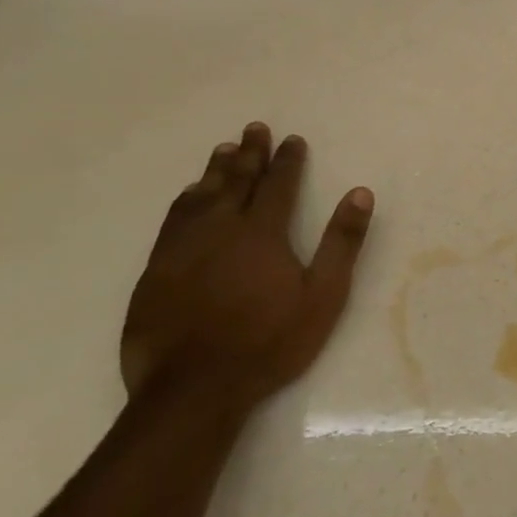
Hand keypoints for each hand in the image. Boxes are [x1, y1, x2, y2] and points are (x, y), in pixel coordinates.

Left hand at [121, 123, 374, 418]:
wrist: (194, 387)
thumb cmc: (270, 341)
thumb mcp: (323, 295)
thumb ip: (342, 242)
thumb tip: (360, 193)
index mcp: (262, 233)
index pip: (278, 185)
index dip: (288, 160)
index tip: (293, 139)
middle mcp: (220, 229)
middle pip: (237, 181)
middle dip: (250, 153)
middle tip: (255, 129)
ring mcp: (183, 248)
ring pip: (200, 196)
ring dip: (215, 170)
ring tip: (224, 150)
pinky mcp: (156, 270)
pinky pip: (173, 220)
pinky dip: (186, 200)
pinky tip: (189, 196)